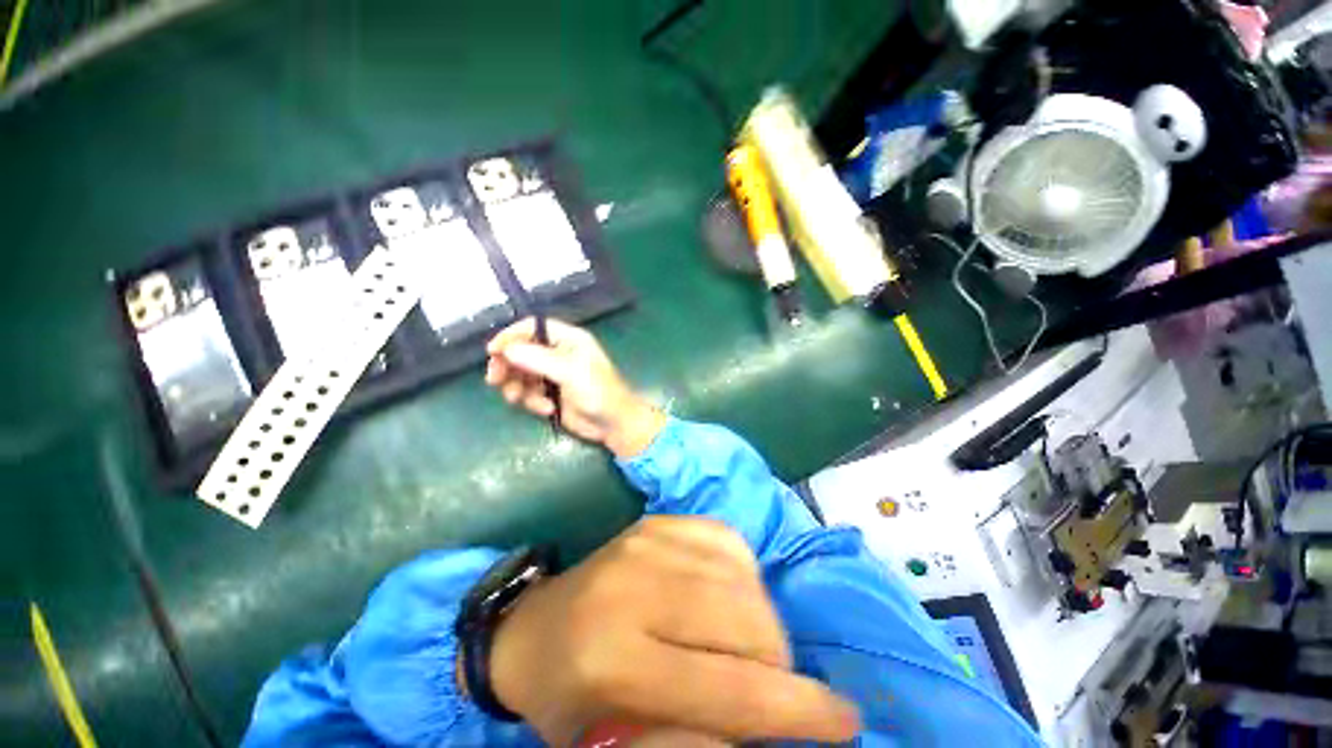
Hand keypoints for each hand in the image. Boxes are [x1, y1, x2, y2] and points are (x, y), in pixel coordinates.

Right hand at [485, 318, 666, 457]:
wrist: (614, 426)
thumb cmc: (599, 392)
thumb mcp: (569, 372)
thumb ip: (537, 359)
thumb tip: (507, 349)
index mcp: (566, 339)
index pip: (531, 328)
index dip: (510, 336)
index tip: (493, 350)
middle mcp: (556, 353)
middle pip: (520, 351)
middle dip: (507, 365)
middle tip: (494, 379)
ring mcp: (551, 375)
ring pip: (520, 374)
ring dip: (516, 387)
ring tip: (519, 399)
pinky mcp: (549, 395)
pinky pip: (528, 393)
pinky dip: (531, 402)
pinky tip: (546, 410)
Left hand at [488, 517, 860, 745]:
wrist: (523, 636)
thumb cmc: (569, 703)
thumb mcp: (616, 745)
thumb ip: (689, 744)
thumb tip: (762, 733)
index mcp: (612, 661)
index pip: (735, 690)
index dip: (802, 712)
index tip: (845, 725)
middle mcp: (631, 592)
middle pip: (757, 637)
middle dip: (775, 676)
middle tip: (754, 695)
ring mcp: (648, 546)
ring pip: (756, 597)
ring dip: (760, 637)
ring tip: (727, 657)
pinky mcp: (662, 525)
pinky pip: (741, 558)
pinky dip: (745, 592)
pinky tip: (714, 613)